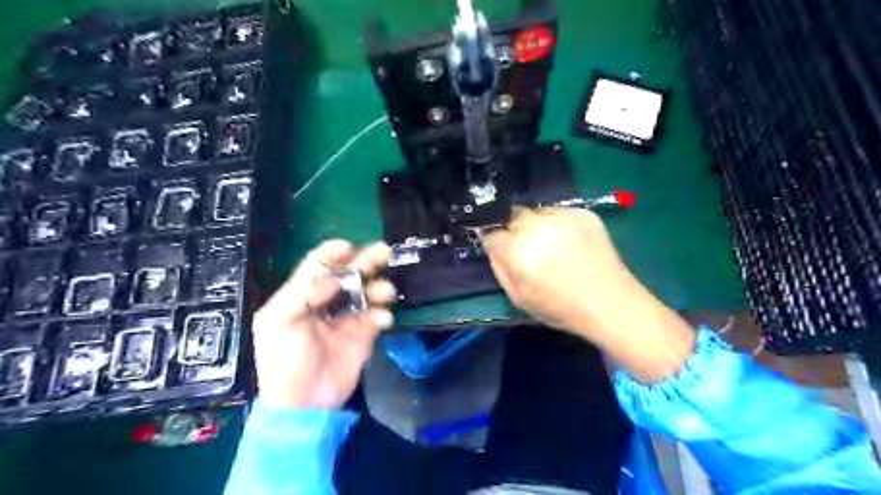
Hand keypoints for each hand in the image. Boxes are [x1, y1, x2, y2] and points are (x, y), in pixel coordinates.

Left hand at [251, 239, 396, 410]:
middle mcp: (327, 301)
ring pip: (367, 292)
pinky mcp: (364, 334)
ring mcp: (347, 318)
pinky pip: (377, 317)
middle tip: (385, 252)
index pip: (318, 265)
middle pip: (349, 274)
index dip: (333, 253)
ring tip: (385, 292)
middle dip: (366, 261)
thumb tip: (334, 279)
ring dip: (379, 287)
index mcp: (302, 295)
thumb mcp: (278, 323)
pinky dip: (383, 314)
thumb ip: (302, 294)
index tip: (349, 247)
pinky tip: (382, 320)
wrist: (305, 404)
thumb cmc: (284, 360)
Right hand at [481, 206, 633, 336]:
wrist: (609, 302)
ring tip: (551, 245)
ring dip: (535, 225)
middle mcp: (536, 226)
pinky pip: (558, 212)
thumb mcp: (517, 297)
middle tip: (528, 249)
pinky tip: (570, 242)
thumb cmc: (559, 307)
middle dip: (514, 230)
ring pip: (535, 212)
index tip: (502, 250)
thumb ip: (499, 267)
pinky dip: (558, 224)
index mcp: (517, 250)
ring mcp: (561, 216)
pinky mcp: (582, 212)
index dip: (495, 242)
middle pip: (511, 216)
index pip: (491, 232)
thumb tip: (493, 245)